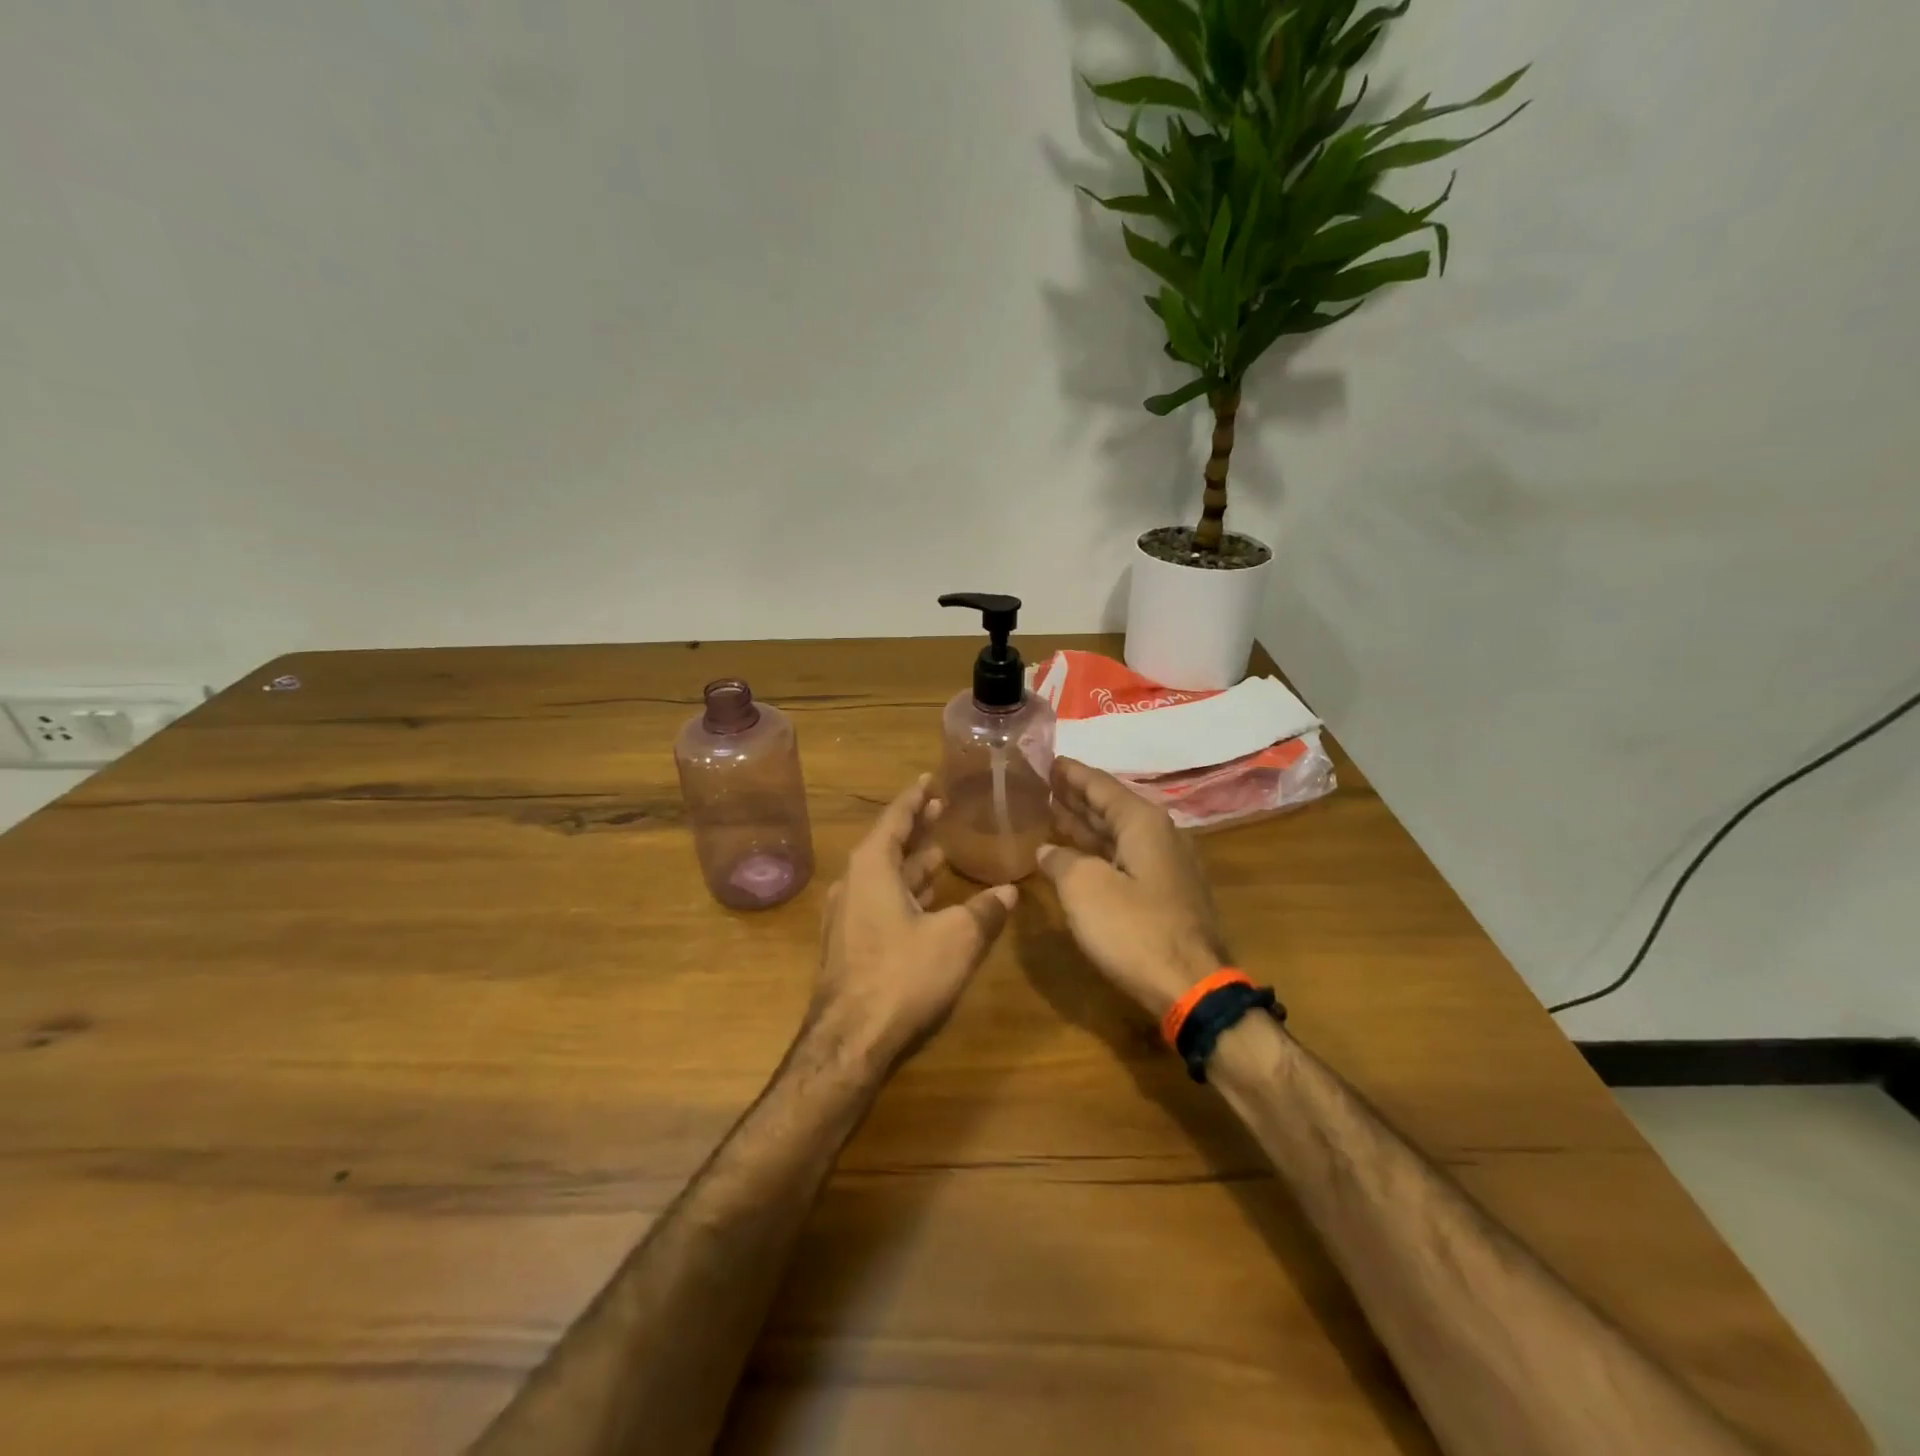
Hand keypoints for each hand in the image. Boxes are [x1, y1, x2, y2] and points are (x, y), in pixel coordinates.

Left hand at [811, 775, 1017, 1067]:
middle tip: (941, 808)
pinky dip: (905, 892)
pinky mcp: (849, 943)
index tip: (929, 779)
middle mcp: (853, 883)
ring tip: (940, 851)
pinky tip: (926, 900)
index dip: (915, 797)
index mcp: (872, 867)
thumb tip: (1009, 891)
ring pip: (884, 877)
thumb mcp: (956, 939)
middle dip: (915, 827)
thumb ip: (984, 911)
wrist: (849, 1040)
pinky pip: (880, 901)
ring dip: (912, 863)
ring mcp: (846, 915)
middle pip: (888, 844)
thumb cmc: (903, 974)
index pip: (895, 818)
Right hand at [1036, 757, 1228, 1018]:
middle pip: (1110, 807)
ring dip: (1085, 825)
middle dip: (1076, 796)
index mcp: (1143, 822)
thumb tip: (1047, 851)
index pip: (1100, 785)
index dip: (1071, 773)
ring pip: (1117, 834)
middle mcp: (1160, 835)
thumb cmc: (1134, 929)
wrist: (1191, 987)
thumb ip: (1061, 861)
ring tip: (1052, 812)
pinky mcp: (1166, 894)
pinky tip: (1076, 856)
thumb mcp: (1084, 888)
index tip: (1047, 760)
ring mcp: (1166, 866)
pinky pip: (1124, 858)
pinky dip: (1097, 851)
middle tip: (1044, 784)